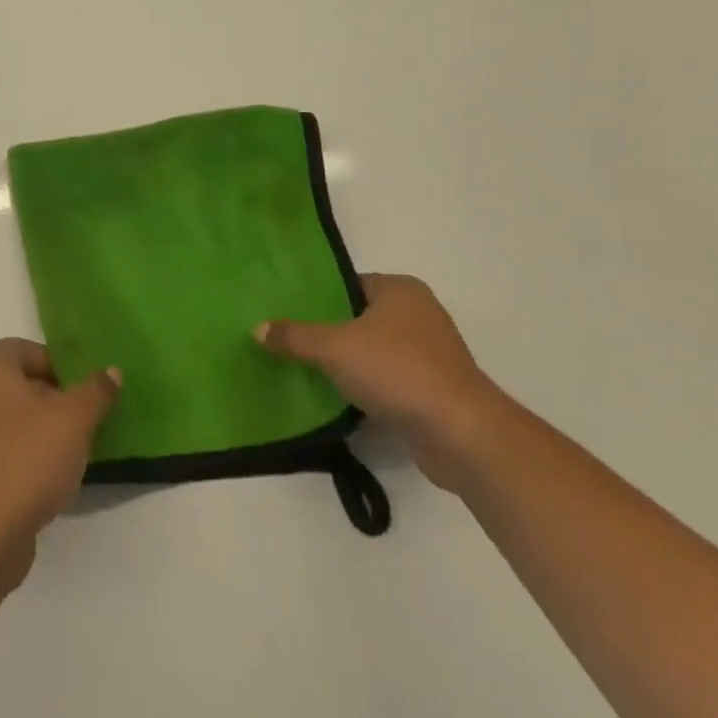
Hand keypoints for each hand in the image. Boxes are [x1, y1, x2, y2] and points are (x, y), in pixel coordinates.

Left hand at [0, 339, 120, 567]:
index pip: (30, 350)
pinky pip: (1, 454)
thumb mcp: (74, 418)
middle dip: (55, 402)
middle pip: (21, 386)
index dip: (62, 368)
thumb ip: (96, 391)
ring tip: (72, 457)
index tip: (87, 395)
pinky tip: (47, 485)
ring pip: (11, 422)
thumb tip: (111, 371)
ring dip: (41, 434)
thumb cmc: (25, 458)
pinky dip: (23, 462)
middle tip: (85, 424)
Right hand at [256, 273, 503, 489]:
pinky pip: (386, 381)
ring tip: (302, 368)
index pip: (348, 283)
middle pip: (359, 317)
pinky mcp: (432, 391)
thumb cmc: (397, 370)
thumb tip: (257, 329)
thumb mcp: (334, 347)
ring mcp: (429, 354)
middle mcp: (419, 314)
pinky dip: (364, 388)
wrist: (460, 434)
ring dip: (346, 363)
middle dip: (327, 330)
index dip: (317, 295)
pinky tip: (334, 398)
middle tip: (286, 338)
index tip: (285, 309)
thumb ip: (295, 336)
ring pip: (372, 351)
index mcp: (400, 290)